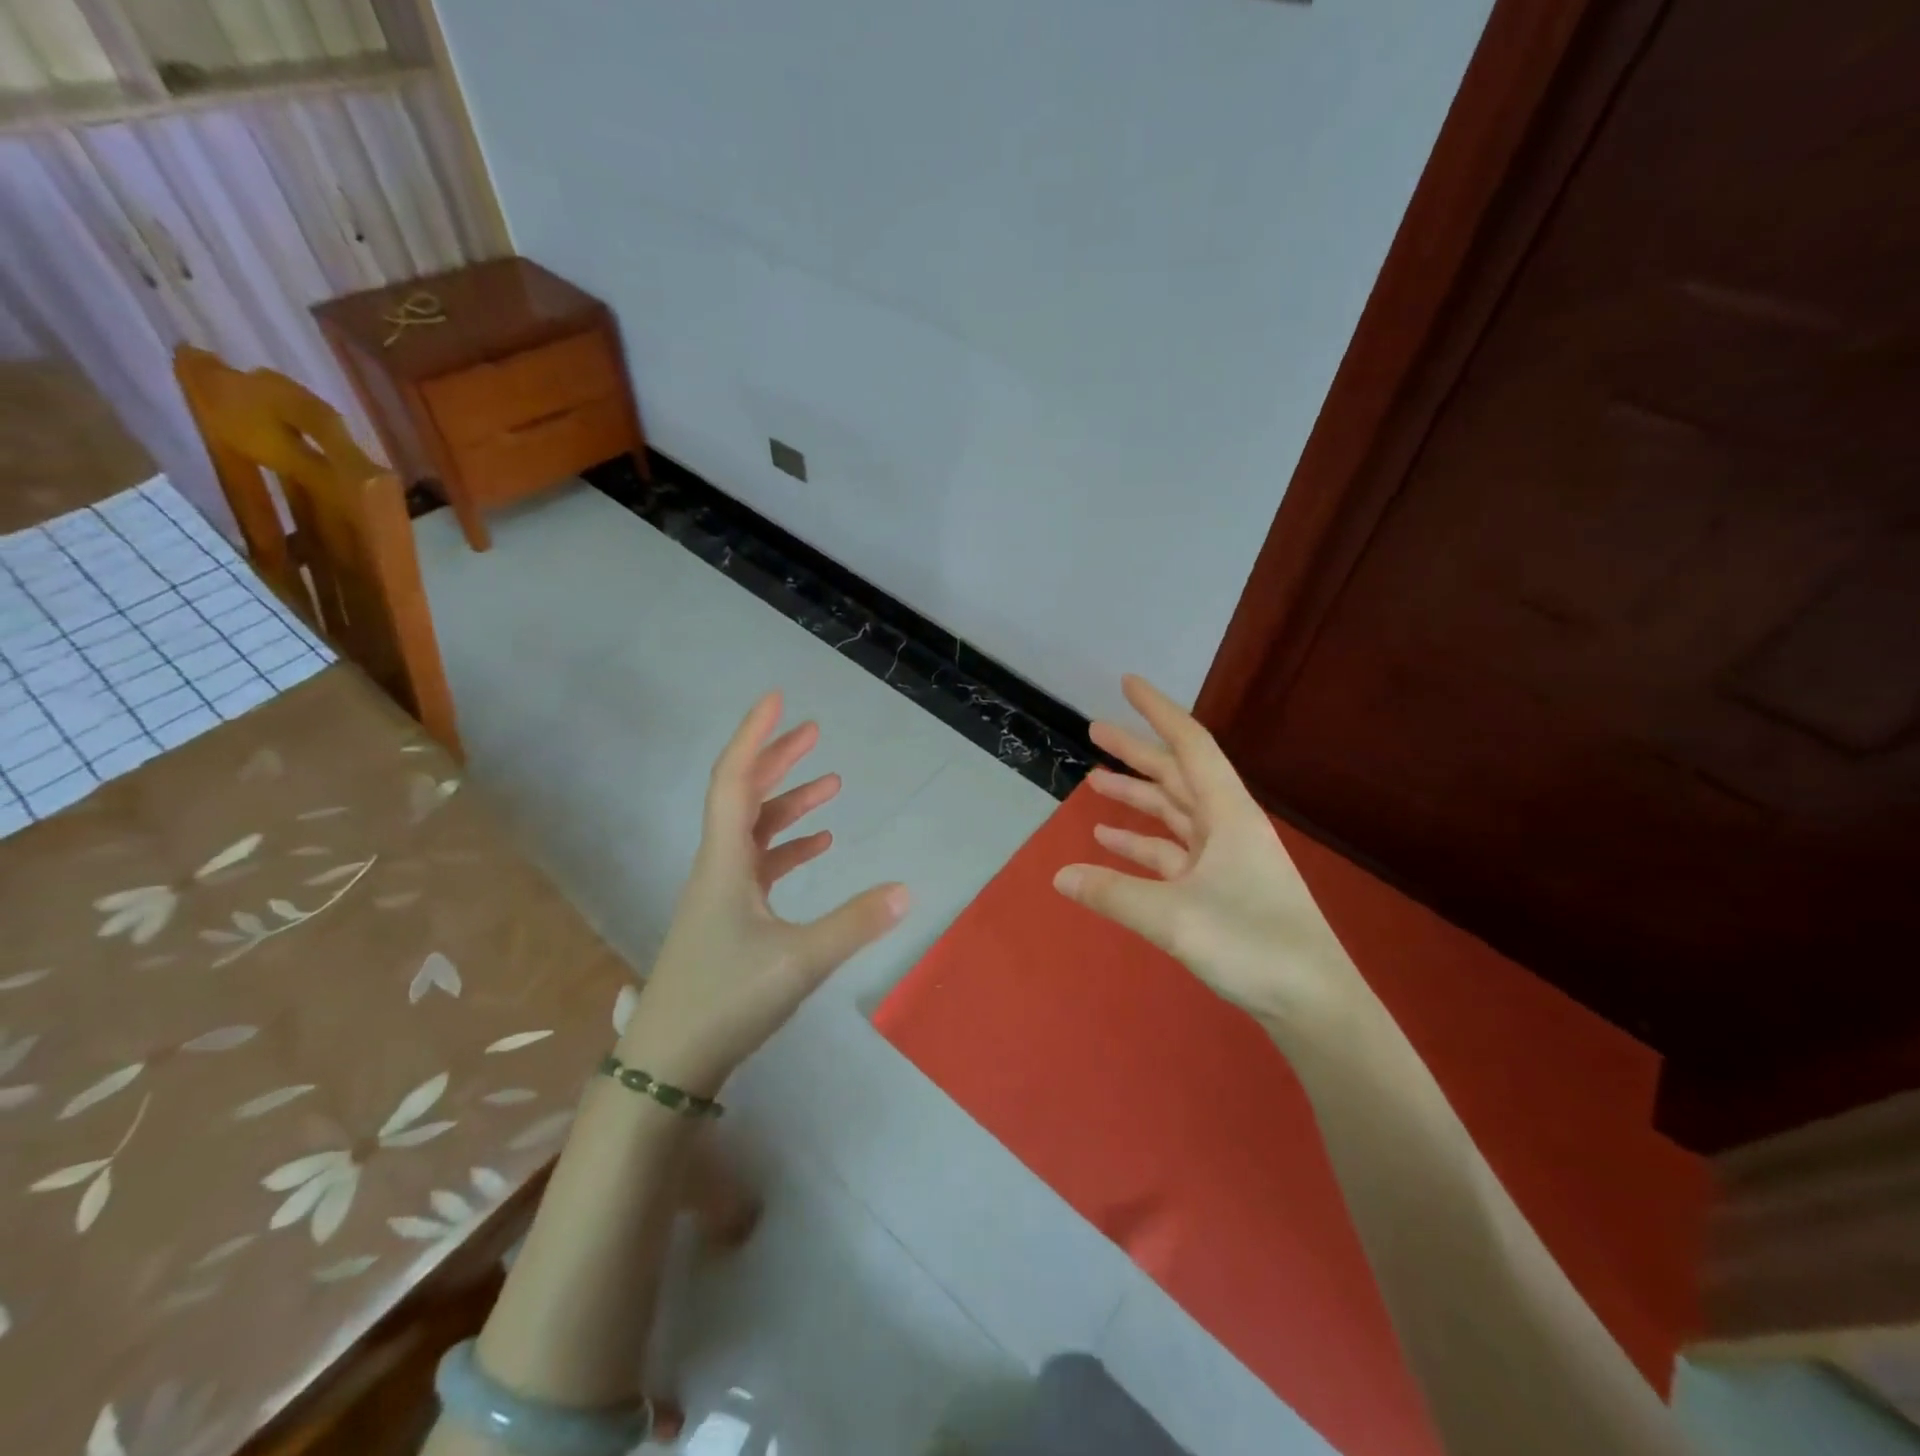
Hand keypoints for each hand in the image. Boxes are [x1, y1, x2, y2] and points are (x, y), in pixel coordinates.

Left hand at [620, 692, 909, 1093]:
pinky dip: (789, 848)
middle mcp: (719, 867)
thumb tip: (906, 890)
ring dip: (789, 804)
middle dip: (778, 760)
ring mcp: (722, 894)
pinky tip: (819, 846)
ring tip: (831, 785)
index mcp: (725, 862)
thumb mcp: (799, 961)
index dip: (754, 736)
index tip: (778, 700)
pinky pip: (761, 866)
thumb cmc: (725, 1000)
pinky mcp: (729, 919)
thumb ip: (854, 924)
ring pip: (754, 831)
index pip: (735, 780)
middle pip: (744, 796)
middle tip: (814, 732)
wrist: (668, 1064)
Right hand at [1053, 675, 1364, 1030]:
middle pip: (1177, 774)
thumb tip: (1059, 876)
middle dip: (1136, 751)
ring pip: (1173, 813)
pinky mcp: (1221, 887)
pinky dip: (1142, 844)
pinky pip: (1173, 853)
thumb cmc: (1251, 944)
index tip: (1128, 683)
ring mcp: (1225, 857)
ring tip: (1093, 781)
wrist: (1313, 1002)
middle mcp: (1227, 825)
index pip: (1189, 745)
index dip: (1157, 710)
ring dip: (1136, 797)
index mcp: (1227, 813)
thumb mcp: (1172, 917)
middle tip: (1094, 729)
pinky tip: (1109, 843)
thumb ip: (1112, 893)